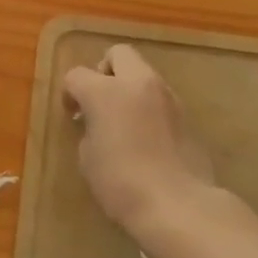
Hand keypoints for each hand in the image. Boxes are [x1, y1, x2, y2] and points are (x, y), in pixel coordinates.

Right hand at [62, 44, 214, 232]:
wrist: (177, 204)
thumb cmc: (121, 183)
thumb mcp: (89, 159)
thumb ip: (90, 130)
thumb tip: (98, 124)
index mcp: (106, 91)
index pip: (77, 75)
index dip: (70, 92)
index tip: (73, 114)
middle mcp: (138, 83)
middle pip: (118, 54)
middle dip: (105, 70)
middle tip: (100, 100)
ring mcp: (167, 96)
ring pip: (144, 73)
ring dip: (130, 87)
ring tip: (125, 120)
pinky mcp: (186, 114)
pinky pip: (161, 97)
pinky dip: (149, 106)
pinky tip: (146, 136)